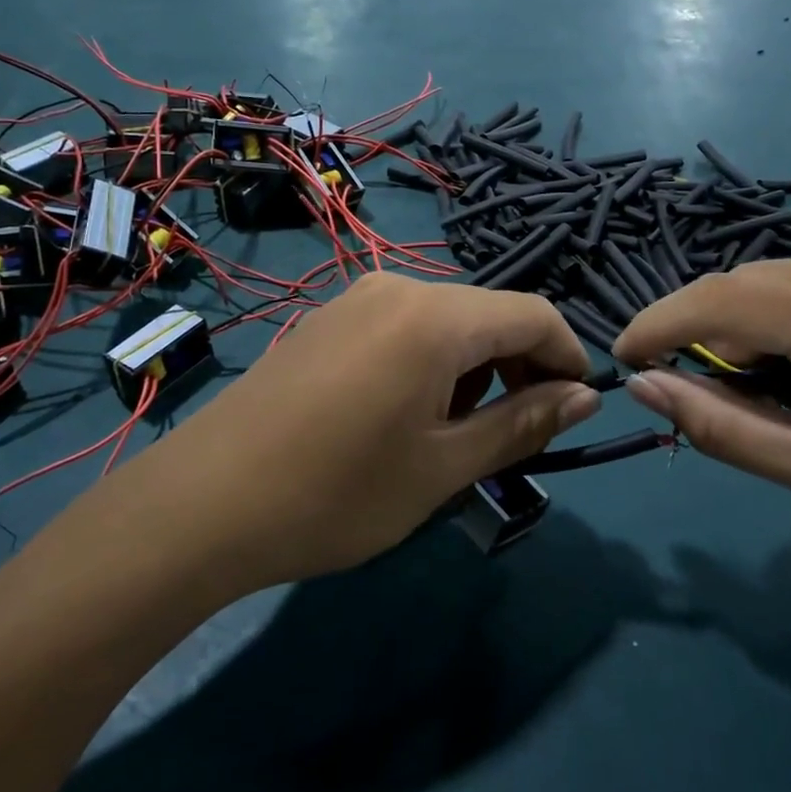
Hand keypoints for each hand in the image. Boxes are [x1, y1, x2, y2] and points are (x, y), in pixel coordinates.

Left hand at [151, 274, 599, 590]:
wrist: (204, 502)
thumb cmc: (337, 492)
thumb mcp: (443, 467)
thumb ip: (522, 424)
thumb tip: (586, 396)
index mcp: (435, 317)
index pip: (534, 314)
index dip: (568, 356)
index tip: (577, 408)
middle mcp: (397, 288)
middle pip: (488, 314)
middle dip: (520, 366)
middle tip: (520, 433)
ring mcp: (355, 299)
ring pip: (446, 321)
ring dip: (474, 367)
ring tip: (459, 432)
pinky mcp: (327, 320)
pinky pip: (403, 327)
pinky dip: (431, 361)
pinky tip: (407, 412)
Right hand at [612, 260, 790, 587]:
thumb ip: (720, 426)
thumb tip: (643, 386)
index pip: (731, 299)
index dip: (663, 322)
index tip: (624, 357)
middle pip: (753, 280)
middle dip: (703, 327)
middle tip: (687, 384)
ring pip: (783, 278)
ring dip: (744, 324)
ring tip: (752, 387)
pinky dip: (785, 320)